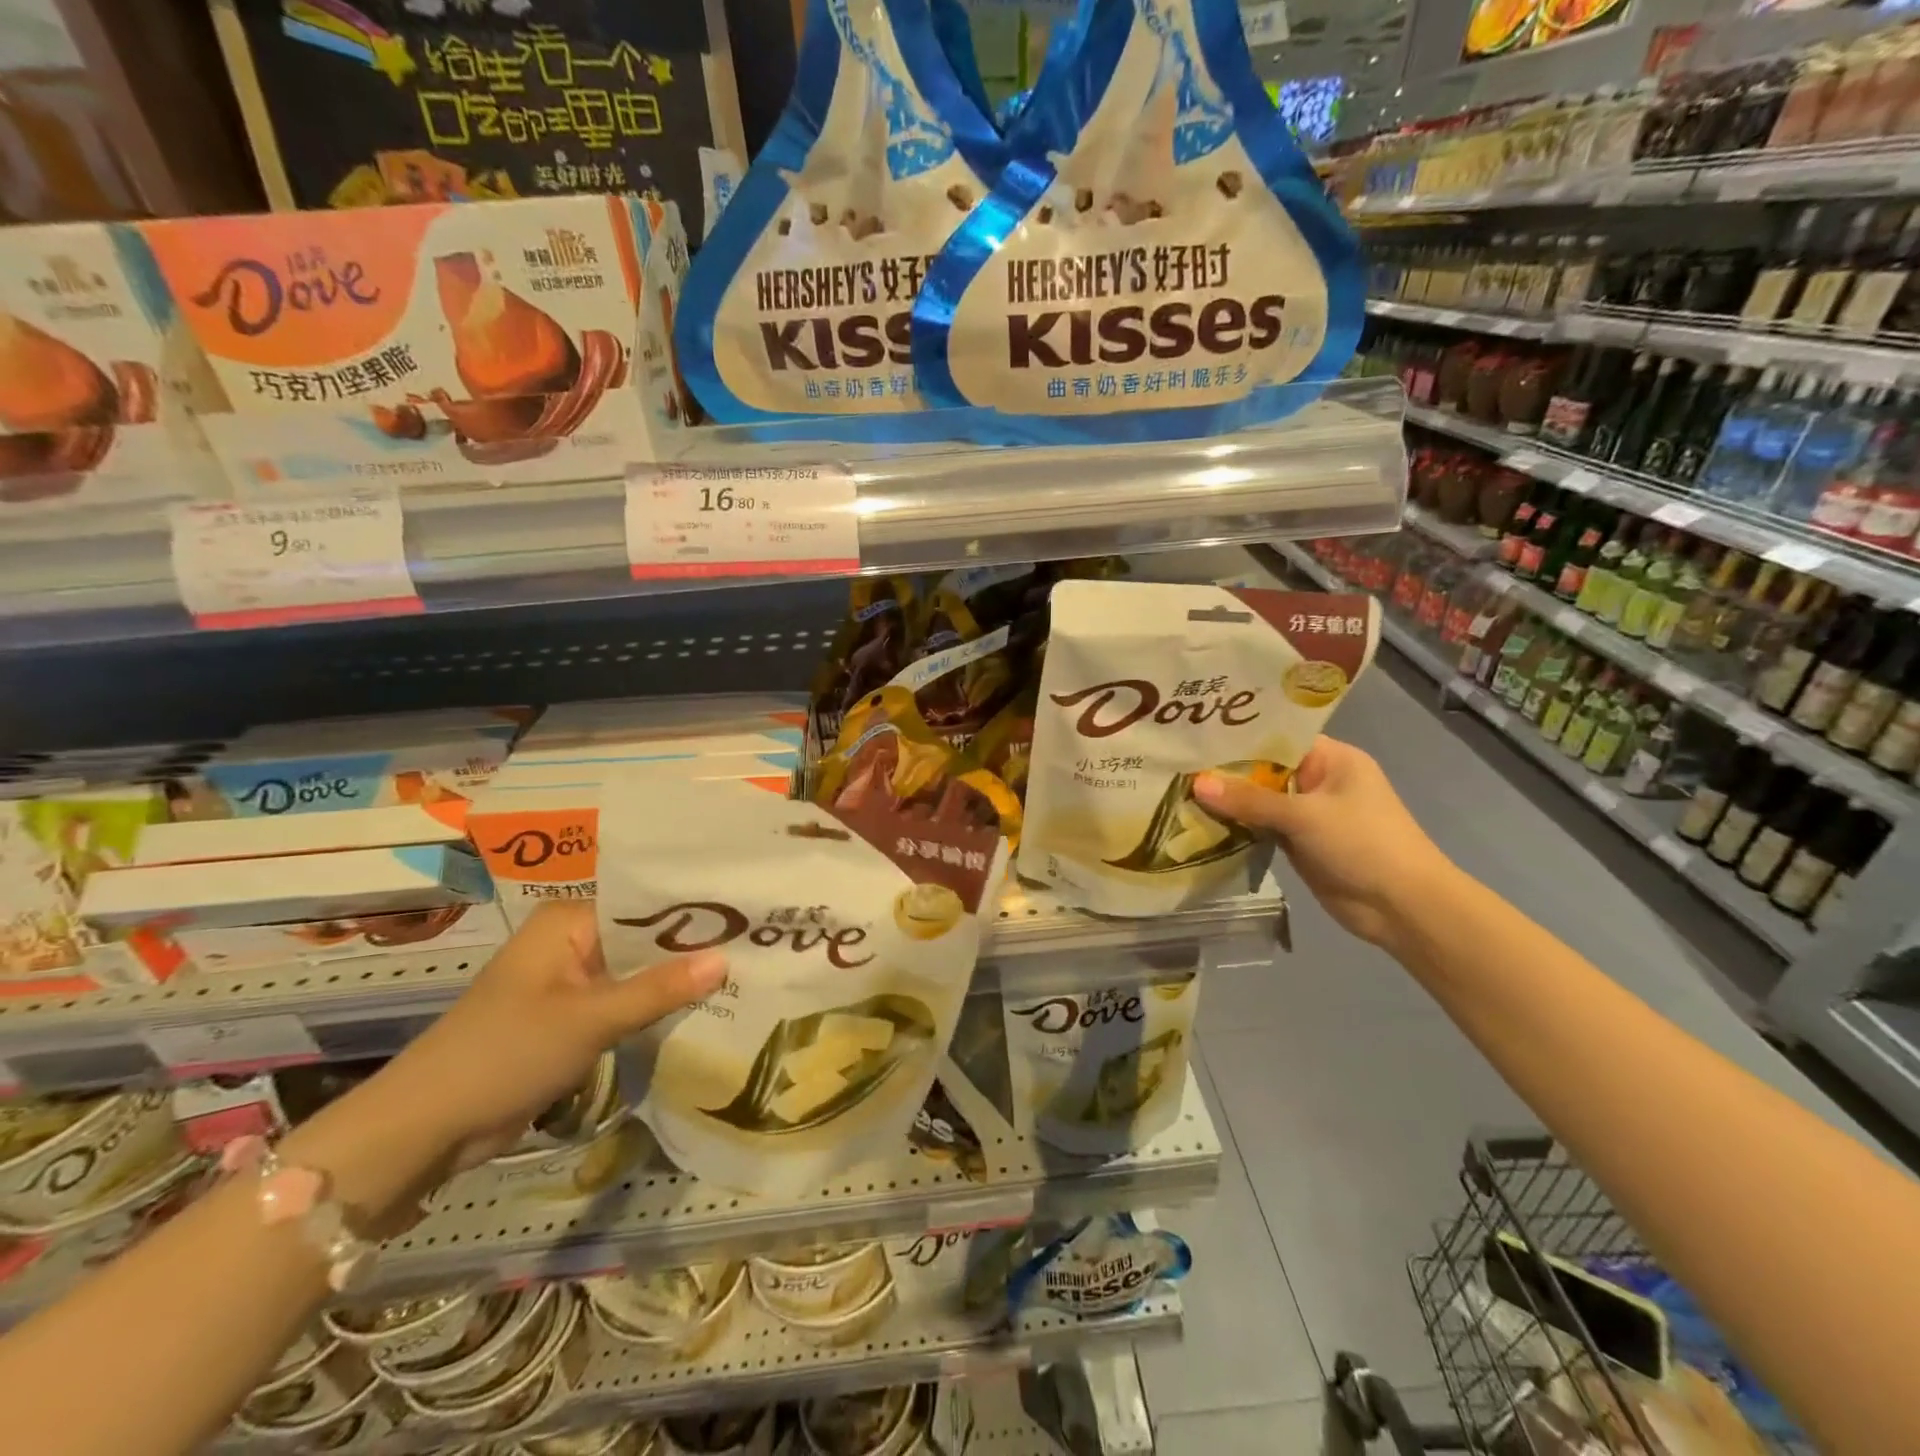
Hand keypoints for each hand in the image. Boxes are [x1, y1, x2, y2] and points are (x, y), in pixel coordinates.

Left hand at [371, 903, 725, 1172]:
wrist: (426, 1128)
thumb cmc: (505, 1053)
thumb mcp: (590, 1019)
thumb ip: (659, 989)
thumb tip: (727, 959)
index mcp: (568, 921)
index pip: (647, 905)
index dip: (696, 915)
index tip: (749, 921)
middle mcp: (570, 941)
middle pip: (644, 939)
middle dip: (691, 951)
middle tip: (757, 951)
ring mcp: (569, 982)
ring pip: (636, 974)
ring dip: (674, 983)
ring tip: (742, 977)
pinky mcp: (568, 1019)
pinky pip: (622, 1003)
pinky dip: (652, 1009)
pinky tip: (700, 1010)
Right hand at [1195, 737, 1452, 947]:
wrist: (1402, 907)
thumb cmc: (1363, 844)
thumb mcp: (1304, 816)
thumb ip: (1249, 800)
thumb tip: (1195, 784)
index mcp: (1331, 758)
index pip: (1277, 736)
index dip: (1238, 735)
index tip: (1196, 734)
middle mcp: (1318, 780)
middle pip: (1263, 769)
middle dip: (1225, 770)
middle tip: (1176, 762)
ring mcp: (1308, 813)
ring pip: (1259, 800)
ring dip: (1227, 800)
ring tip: (1176, 787)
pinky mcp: (1298, 842)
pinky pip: (1260, 826)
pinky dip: (1237, 825)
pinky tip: (1199, 820)